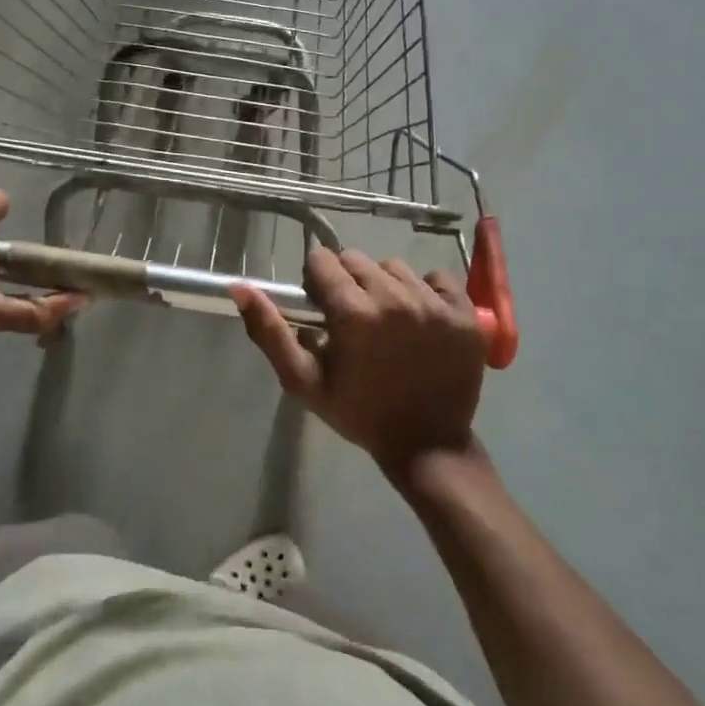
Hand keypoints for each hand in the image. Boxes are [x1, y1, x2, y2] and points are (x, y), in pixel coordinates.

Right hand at [233, 249, 486, 475]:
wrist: (427, 445)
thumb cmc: (359, 413)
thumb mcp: (304, 381)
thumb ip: (270, 332)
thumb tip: (239, 287)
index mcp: (353, 313)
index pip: (323, 260)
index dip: (316, 282)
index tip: (323, 309)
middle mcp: (395, 298)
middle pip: (357, 260)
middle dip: (347, 282)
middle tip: (353, 319)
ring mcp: (435, 304)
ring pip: (395, 267)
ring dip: (384, 285)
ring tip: (387, 320)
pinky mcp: (465, 312)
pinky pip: (438, 278)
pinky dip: (426, 291)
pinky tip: (420, 319)